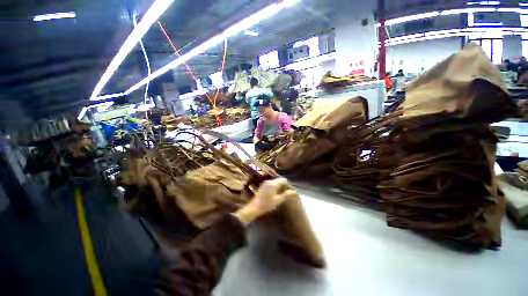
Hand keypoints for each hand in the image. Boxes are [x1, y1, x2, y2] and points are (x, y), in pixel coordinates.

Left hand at [233, 178, 295, 224]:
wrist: (254, 207)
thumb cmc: (267, 204)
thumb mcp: (278, 200)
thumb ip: (286, 194)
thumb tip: (294, 191)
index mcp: (273, 183)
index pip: (283, 180)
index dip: (287, 185)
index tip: (287, 192)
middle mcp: (269, 181)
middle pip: (279, 180)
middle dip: (283, 186)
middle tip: (284, 194)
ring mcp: (265, 183)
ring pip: (275, 182)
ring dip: (278, 187)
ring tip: (279, 195)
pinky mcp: (263, 185)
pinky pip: (271, 184)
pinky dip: (274, 187)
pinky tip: (273, 195)